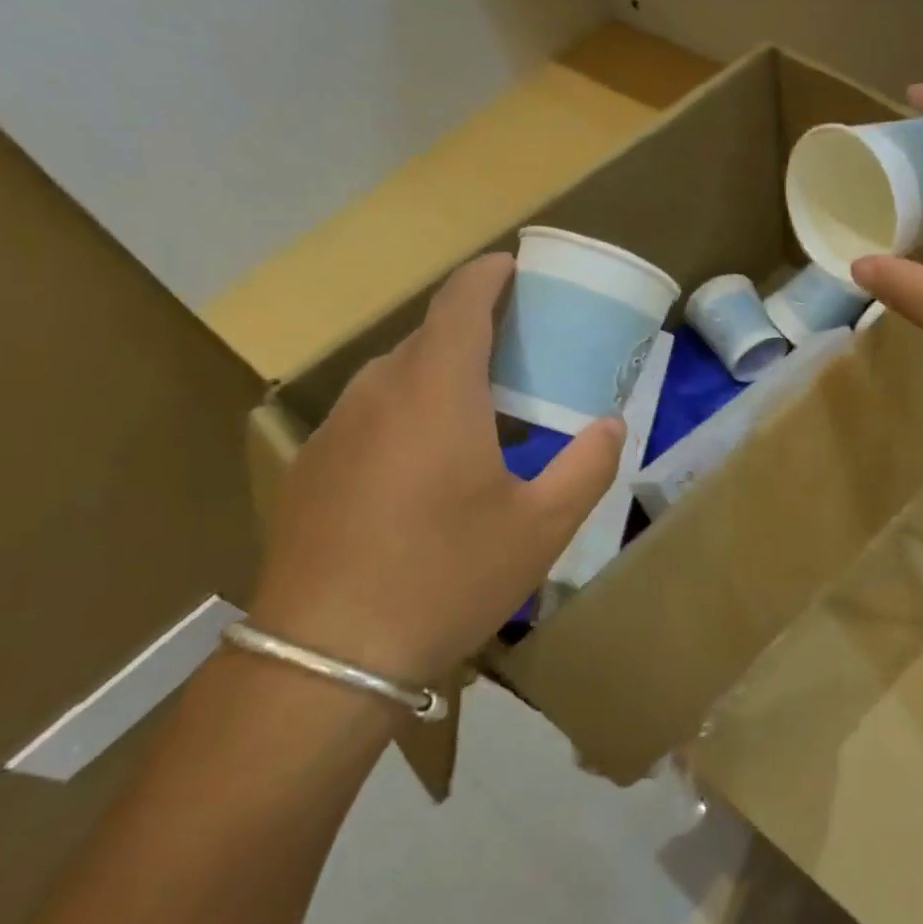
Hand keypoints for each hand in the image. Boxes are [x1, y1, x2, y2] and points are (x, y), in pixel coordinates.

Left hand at [250, 253, 623, 687]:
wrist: (326, 656)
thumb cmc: (447, 577)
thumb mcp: (541, 527)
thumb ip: (587, 465)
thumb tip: (610, 426)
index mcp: (438, 391)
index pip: (462, 301)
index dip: (490, 274)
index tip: (517, 267)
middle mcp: (379, 392)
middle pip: (430, 335)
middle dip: (476, 328)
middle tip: (522, 351)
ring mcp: (337, 429)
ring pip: (397, 375)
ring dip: (442, 373)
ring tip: (482, 408)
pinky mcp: (312, 466)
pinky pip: (371, 412)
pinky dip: (409, 409)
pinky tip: (428, 464)